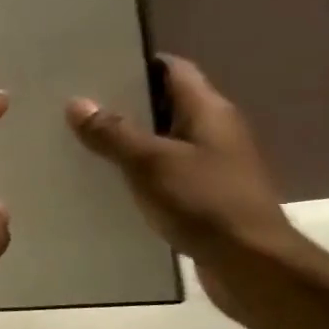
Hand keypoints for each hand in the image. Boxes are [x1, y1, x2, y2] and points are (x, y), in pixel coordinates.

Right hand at [65, 57, 314, 313]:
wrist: (252, 265)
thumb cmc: (205, 202)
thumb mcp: (151, 163)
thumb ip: (114, 133)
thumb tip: (77, 103)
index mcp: (208, 110)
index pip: (172, 69)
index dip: (136, 64)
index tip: (95, 68)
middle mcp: (212, 131)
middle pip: (163, 105)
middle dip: (123, 105)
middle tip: (76, 106)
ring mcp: (209, 165)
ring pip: (160, 142)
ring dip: (127, 143)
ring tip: (80, 143)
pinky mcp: (202, 197)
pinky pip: (163, 174)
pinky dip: (137, 174)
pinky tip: (105, 184)